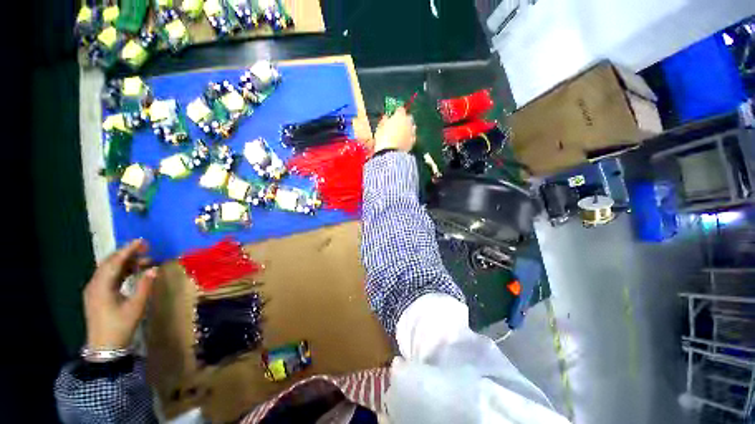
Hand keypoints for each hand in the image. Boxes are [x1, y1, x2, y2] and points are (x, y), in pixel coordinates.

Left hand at [83, 239, 156, 352]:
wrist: (104, 347)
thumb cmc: (120, 326)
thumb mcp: (135, 307)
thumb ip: (144, 286)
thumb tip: (154, 269)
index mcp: (101, 286)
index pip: (115, 262)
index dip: (128, 250)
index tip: (142, 241)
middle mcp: (94, 284)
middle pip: (109, 263)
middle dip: (126, 253)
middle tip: (145, 248)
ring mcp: (94, 290)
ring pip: (108, 269)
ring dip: (125, 262)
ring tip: (143, 259)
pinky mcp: (97, 295)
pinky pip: (108, 277)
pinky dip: (121, 271)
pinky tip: (133, 271)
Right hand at [374, 107, 416, 152]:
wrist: (390, 153)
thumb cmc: (383, 138)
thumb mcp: (379, 128)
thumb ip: (384, 121)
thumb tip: (386, 117)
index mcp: (399, 116)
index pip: (400, 109)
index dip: (396, 112)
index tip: (393, 116)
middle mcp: (408, 122)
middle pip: (408, 117)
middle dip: (404, 120)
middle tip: (397, 125)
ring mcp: (412, 132)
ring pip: (412, 127)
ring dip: (408, 129)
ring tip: (401, 134)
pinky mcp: (413, 142)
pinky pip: (412, 137)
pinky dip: (409, 138)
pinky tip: (403, 141)